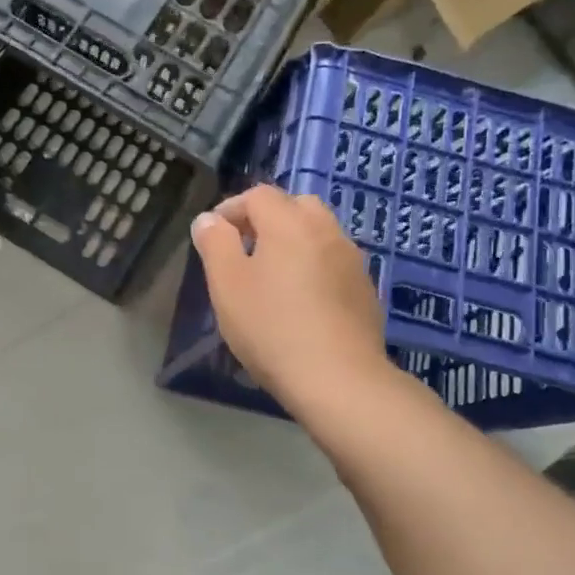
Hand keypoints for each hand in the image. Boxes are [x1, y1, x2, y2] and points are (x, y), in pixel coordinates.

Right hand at [190, 185, 388, 411]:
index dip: (231, 208)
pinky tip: (302, 302)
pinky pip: (334, 263)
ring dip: (294, 242)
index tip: (214, 235)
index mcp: (290, 222)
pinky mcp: (365, 291)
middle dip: (267, 219)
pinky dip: (315, 267)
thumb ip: (215, 244)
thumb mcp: (227, 285)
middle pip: (295, 206)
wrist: (339, 379)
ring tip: (273, 276)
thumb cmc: (272, 328)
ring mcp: (352, 260)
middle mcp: (326, 231)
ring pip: (319, 234)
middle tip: (245, 249)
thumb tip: (209, 219)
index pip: (258, 195)